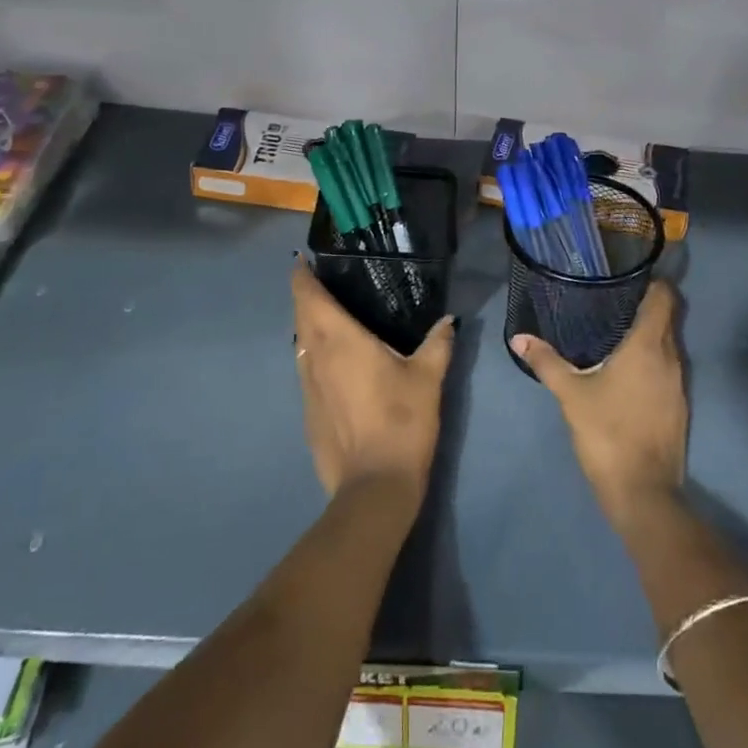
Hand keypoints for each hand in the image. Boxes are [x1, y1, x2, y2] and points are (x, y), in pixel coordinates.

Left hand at [290, 258, 454, 505]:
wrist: (374, 487)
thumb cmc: (401, 421)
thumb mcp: (428, 377)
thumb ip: (438, 343)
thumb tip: (449, 320)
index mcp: (338, 339)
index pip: (307, 296)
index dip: (301, 275)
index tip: (305, 260)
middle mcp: (314, 357)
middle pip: (299, 317)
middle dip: (306, 296)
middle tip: (328, 282)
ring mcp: (306, 387)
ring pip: (300, 345)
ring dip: (308, 327)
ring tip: (332, 318)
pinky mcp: (308, 412)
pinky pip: (306, 370)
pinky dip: (314, 356)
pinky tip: (337, 364)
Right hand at [512, 281, 685, 528]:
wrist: (643, 492)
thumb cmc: (607, 433)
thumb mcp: (571, 395)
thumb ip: (546, 362)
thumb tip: (519, 337)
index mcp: (648, 346)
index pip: (664, 298)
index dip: (652, 282)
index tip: (628, 276)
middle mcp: (671, 357)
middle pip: (667, 318)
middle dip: (645, 305)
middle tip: (612, 299)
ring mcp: (679, 383)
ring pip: (669, 343)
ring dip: (649, 333)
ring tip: (615, 329)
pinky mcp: (679, 405)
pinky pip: (668, 366)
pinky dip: (652, 358)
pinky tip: (627, 367)